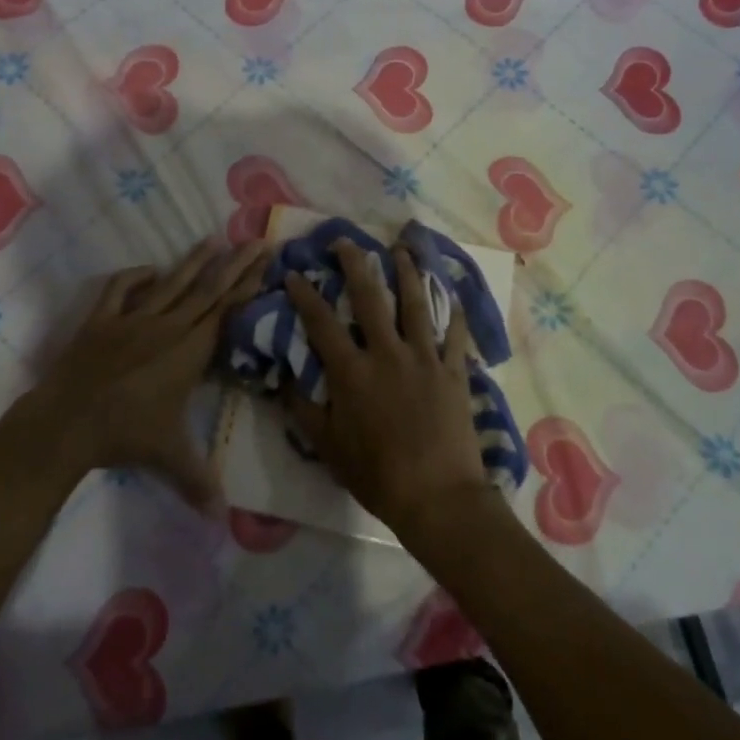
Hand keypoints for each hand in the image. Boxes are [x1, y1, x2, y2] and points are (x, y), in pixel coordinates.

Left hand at [37, 237, 268, 514]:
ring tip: (213, 240)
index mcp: (189, 350)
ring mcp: (132, 318)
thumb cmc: (124, 435)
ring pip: (171, 283)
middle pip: (207, 289)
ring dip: (194, 261)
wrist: (67, 421)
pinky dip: (136, 276)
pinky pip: (121, 289)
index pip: (226, 311)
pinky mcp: (101, 319)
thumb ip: (198, 481)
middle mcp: (167, 326)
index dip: (248, 285)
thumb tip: (223, 519)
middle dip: (235, 264)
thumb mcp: (168, 456)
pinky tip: (150, 270)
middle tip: (256, 240)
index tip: (266, 261)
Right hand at [284, 240, 495, 537]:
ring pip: (415, 304)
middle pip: (369, 298)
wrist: (438, 498)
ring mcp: (424, 358)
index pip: (321, 323)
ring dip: (406, 272)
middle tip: (345, 242)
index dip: (305, 295)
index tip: (295, 274)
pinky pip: (454, 334)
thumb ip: (305, 410)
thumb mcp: (329, 447)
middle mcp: (386, 353)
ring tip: (400, 249)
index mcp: (352, 372)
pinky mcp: (454, 371)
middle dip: (354, 265)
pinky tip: (452, 295)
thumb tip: (286, 380)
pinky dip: (453, 313)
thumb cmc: (378, 475)